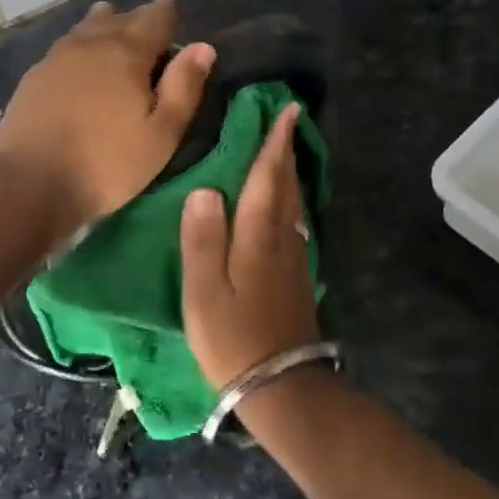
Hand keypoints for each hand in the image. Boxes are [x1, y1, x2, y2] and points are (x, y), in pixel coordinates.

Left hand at [0, 0, 215, 237]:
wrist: (30, 181)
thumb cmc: (107, 164)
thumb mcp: (161, 135)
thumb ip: (183, 88)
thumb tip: (203, 47)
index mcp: (127, 53)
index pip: (153, 18)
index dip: (165, 11)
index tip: (170, 6)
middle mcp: (91, 43)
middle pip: (118, 17)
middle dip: (136, 17)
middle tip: (148, 21)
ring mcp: (57, 57)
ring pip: (86, 27)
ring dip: (104, 24)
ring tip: (113, 26)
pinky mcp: (34, 76)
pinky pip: (65, 45)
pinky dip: (80, 42)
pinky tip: (79, 57)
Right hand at [179, 103, 320, 388]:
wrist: (280, 387)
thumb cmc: (233, 339)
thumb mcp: (205, 291)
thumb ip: (202, 239)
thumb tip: (205, 188)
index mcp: (257, 239)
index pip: (266, 180)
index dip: (274, 145)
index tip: (285, 111)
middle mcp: (282, 242)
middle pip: (286, 188)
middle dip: (285, 152)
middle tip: (286, 121)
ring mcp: (294, 262)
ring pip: (294, 206)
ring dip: (289, 175)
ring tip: (284, 154)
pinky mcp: (296, 279)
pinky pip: (294, 225)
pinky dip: (289, 203)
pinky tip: (285, 207)